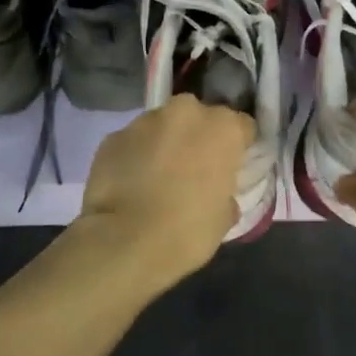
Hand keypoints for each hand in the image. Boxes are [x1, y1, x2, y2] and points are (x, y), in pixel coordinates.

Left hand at [76, 95, 254, 284]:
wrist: (125, 242)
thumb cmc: (188, 231)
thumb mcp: (224, 217)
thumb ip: (225, 193)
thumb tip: (218, 194)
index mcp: (223, 128)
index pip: (242, 126)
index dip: (238, 147)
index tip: (231, 167)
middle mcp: (186, 113)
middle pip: (199, 118)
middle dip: (197, 138)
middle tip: (192, 170)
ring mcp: (145, 121)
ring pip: (162, 126)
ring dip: (164, 144)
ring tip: (156, 178)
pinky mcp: (113, 136)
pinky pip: (132, 143)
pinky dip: (134, 157)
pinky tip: (130, 184)